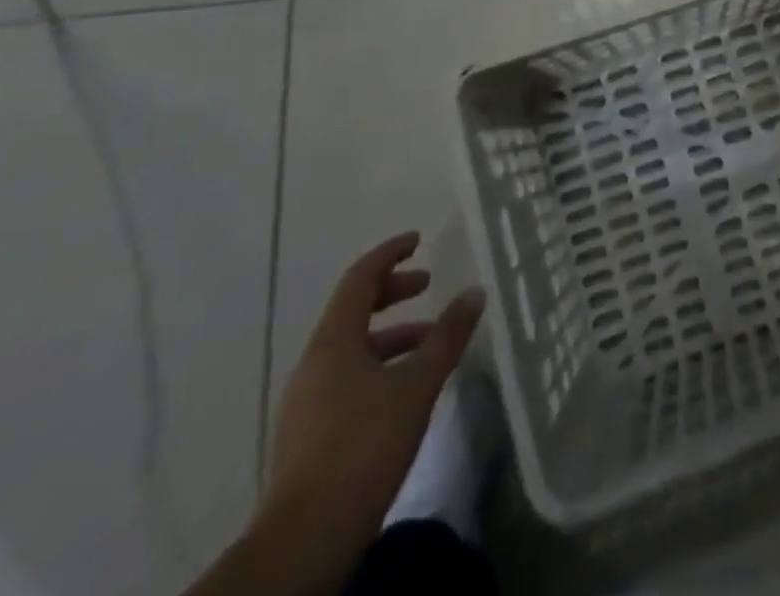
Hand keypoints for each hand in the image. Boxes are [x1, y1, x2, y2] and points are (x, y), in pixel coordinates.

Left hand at [257, 232, 485, 577]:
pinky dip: (379, 366)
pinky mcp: (308, 434)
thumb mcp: (418, 384)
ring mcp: (306, 401)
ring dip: (391, 335)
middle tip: (427, 285)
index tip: (418, 240)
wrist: (305, 540)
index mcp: (333, 342)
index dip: (390, 254)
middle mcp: (314, 363)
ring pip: (352, 347)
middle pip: (353, 310)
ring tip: (430, 345)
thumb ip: (447, 335)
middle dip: (392, 292)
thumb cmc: (364, 445)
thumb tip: (474, 292)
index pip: (360, 279)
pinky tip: (406, 390)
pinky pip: (347, 377)